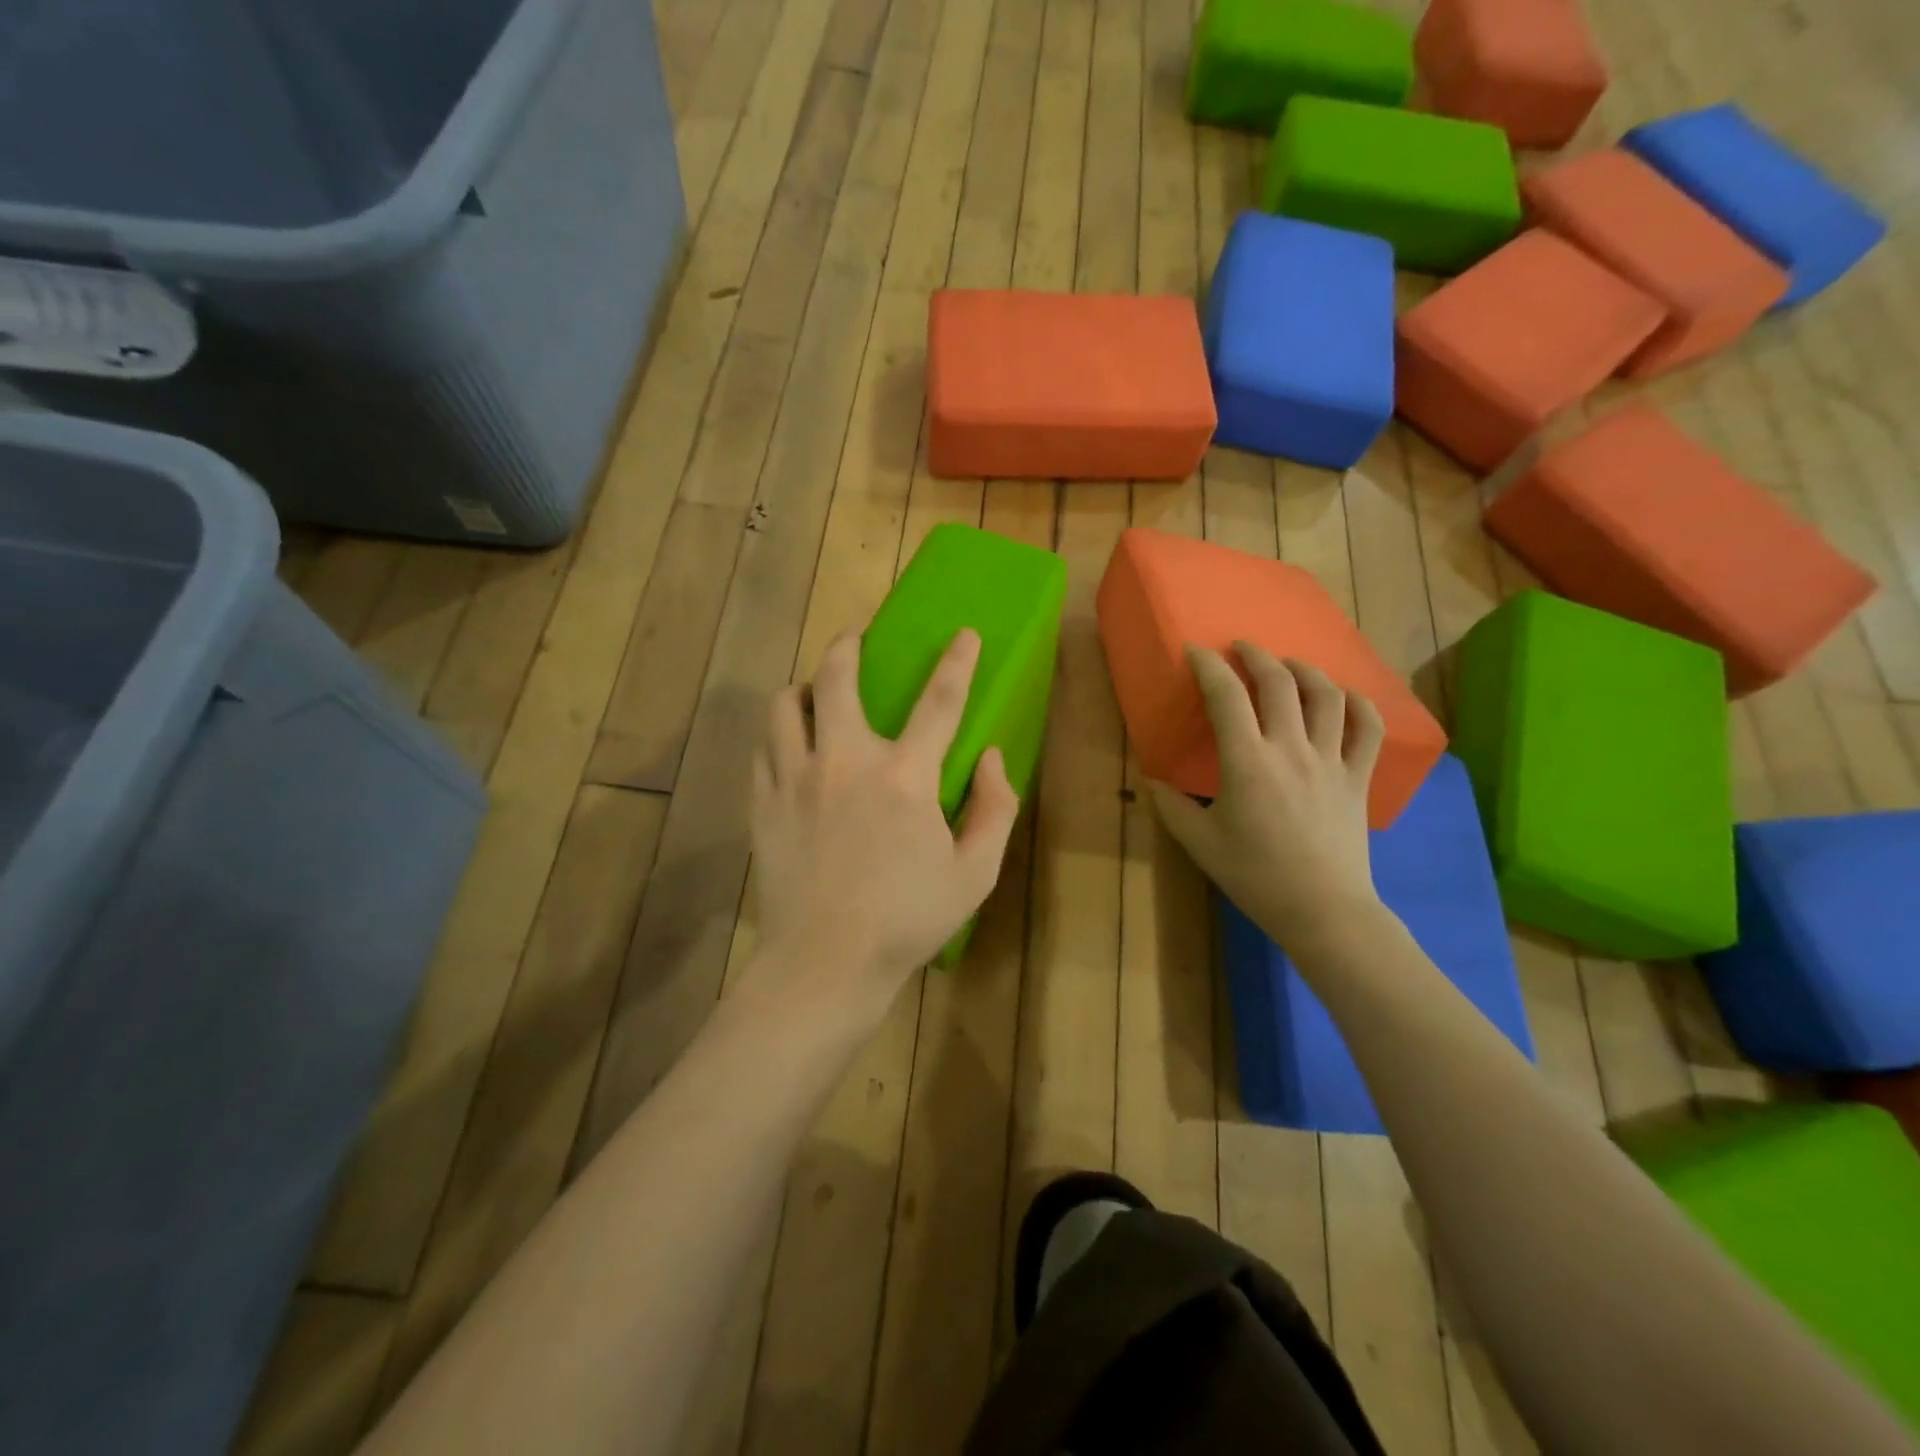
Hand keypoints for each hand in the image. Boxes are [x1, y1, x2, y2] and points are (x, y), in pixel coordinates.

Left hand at [748, 627, 1021, 1020]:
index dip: (957, 661)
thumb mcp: (975, 874)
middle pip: (836, 678)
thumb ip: (995, 808)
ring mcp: (795, 780)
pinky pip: (763, 746)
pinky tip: (791, 746)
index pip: (939, 701)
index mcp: (904, 777)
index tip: (964, 634)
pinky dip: (779, 733)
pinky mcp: (763, 803)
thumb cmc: (908, 920)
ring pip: (784, 704)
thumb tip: (992, 757)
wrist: (824, 964)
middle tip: (855, 639)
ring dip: (803, 687)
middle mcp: (845, 762)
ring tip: (815, 695)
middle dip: (847, 646)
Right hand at [1148, 644, 1384, 952]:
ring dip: (1304, 670)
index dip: (1208, 666)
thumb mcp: (1200, 843)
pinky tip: (1343, 698)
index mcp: (1247, 762)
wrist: (1323, 910)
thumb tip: (1153, 779)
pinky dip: (1358, 703)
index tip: (1195, 651)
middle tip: (1242, 647)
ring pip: (1326, 695)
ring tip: (1288, 665)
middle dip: (1257, 656)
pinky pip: (1368, 728)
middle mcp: (1291, 749)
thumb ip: (1172, 805)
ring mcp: (1331, 760)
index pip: (1226, 697)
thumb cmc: (1255, 877)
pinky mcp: (1358, 777)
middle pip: (1279, 683)